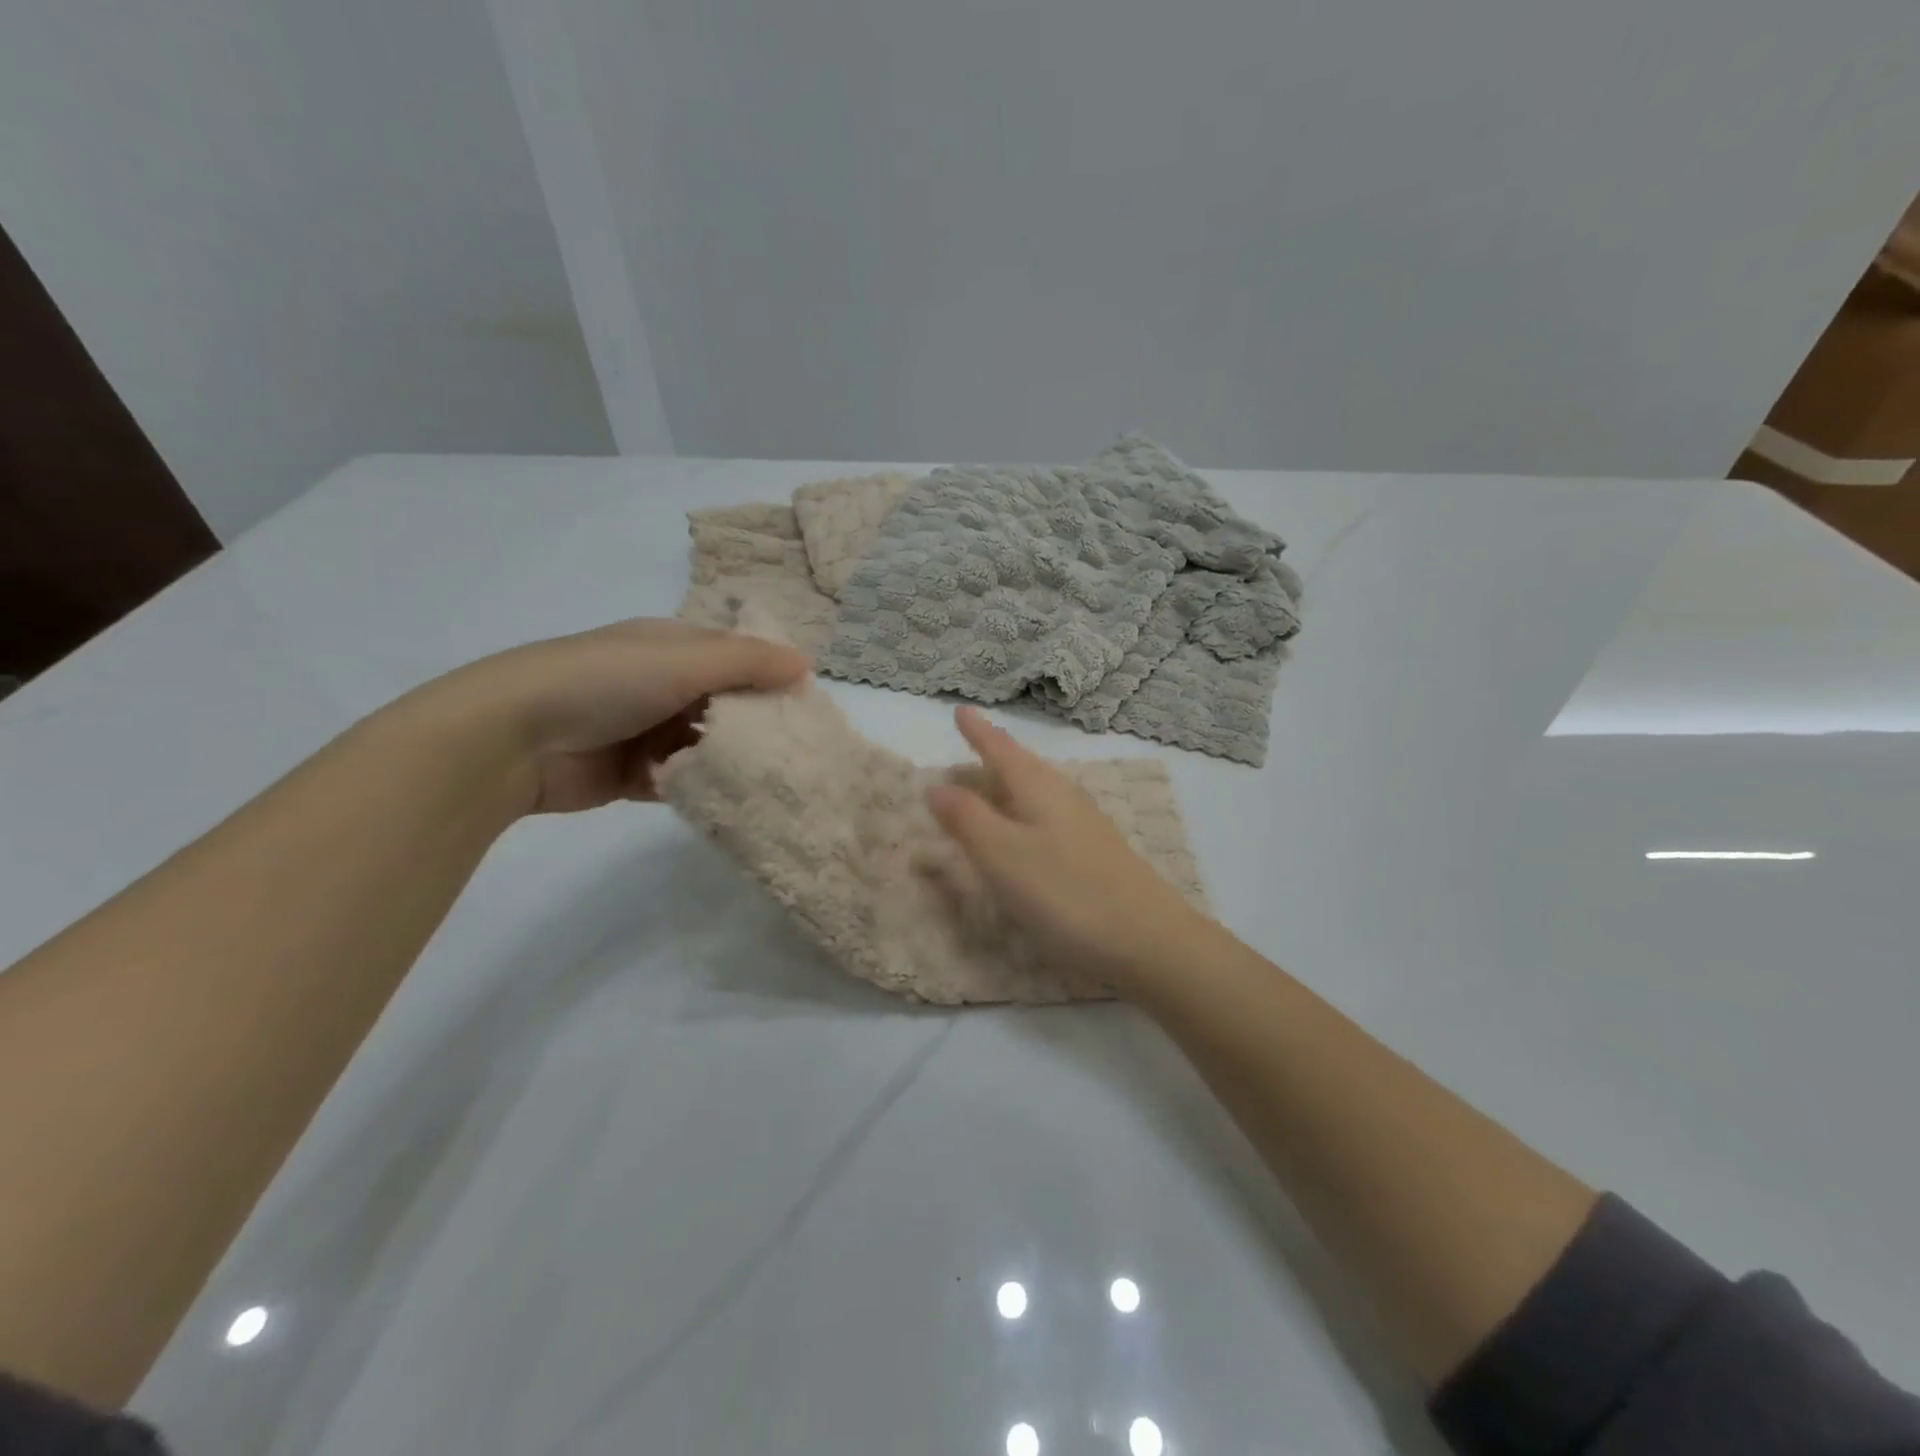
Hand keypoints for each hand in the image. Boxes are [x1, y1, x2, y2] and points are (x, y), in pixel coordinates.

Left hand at [409, 619, 808, 814]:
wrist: (512, 738)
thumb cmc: (605, 682)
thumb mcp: (683, 660)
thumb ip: (748, 662)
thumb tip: (806, 664)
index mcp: (671, 646)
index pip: (735, 656)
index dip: (771, 676)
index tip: (806, 707)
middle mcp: (661, 684)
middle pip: (724, 705)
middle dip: (754, 725)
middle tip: (797, 751)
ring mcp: (644, 730)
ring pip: (705, 746)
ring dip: (729, 761)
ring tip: (772, 780)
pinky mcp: (631, 775)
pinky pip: (680, 781)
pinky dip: (699, 788)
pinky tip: (728, 800)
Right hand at [926, 707, 1210, 987]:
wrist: (1148, 941)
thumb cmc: (1066, 893)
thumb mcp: (1003, 856)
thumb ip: (967, 819)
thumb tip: (936, 785)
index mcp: (1039, 788)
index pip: (1001, 748)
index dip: (977, 730)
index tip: (959, 709)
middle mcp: (1064, 797)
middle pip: (1022, 766)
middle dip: (992, 756)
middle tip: (965, 751)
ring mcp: (1085, 825)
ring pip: (1037, 792)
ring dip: (1009, 785)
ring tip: (989, 786)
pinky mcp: (1096, 854)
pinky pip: (1049, 817)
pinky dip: (1025, 814)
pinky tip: (1026, 832)